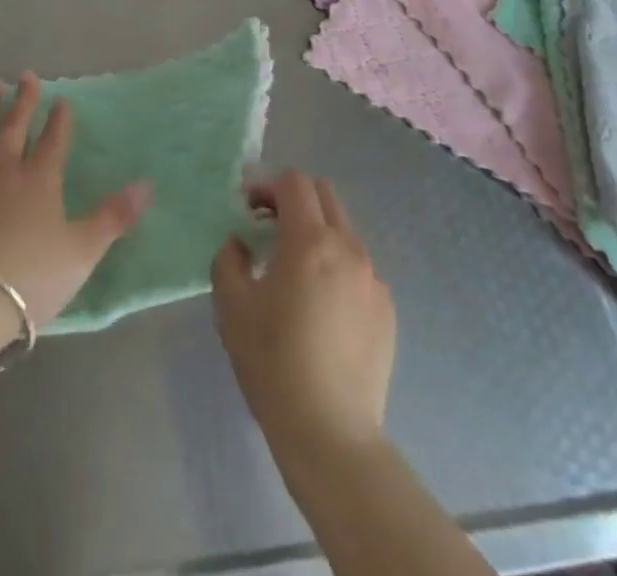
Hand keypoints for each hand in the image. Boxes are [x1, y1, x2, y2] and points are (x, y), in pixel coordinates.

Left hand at [0, 71, 151, 328]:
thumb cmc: (33, 275)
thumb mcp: (83, 249)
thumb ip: (114, 216)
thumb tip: (147, 184)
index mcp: (42, 179)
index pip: (54, 140)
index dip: (60, 119)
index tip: (62, 99)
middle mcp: (7, 169)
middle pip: (17, 126)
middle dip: (25, 99)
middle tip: (27, 74)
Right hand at [211, 172, 395, 453]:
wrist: (330, 433)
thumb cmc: (274, 363)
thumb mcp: (232, 306)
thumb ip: (229, 259)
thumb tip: (240, 244)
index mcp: (310, 242)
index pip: (293, 183)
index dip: (266, 186)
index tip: (247, 210)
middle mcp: (348, 249)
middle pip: (324, 194)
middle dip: (293, 199)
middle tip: (267, 227)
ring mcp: (373, 279)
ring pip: (343, 230)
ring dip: (315, 232)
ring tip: (293, 270)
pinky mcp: (387, 309)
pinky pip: (358, 267)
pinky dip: (335, 266)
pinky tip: (320, 307)